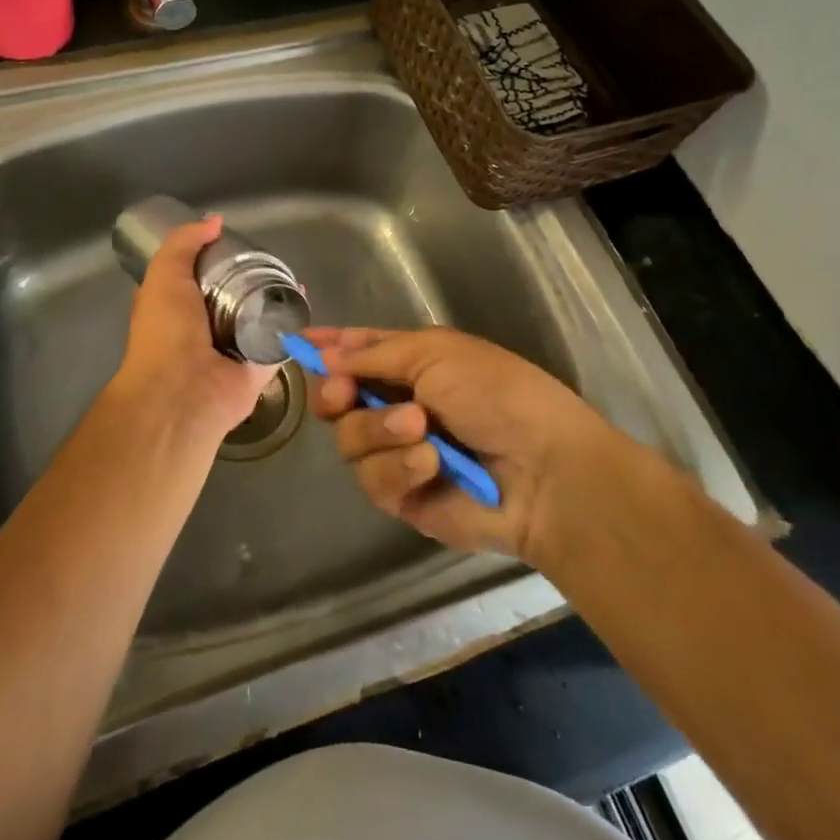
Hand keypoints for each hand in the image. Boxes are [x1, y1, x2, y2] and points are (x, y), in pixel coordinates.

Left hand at [110, 215, 277, 452]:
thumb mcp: (164, 275)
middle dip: (246, 278)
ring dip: (272, 298)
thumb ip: (184, 244)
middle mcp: (200, 330)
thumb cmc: (165, 333)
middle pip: (228, 297)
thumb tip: (215, 221)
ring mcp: (230, 350)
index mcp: (173, 310)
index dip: (207, 259)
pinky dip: (291, 322)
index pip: (191, 278)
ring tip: (290, 272)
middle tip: (268, 256)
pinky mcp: (257, 367)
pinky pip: (278, 340)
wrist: (182, 393)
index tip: (230, 241)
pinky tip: (302, 298)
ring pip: (255, 317)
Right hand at [306, 326, 636, 564]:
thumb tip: (326, 354)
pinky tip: (431, 465)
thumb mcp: (436, 353)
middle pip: (337, 400)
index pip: (358, 351)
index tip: (295, 343)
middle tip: (345, 394)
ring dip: (380, 431)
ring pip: (348, 440)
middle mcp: (399, 406)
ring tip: (421, 430)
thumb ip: (374, 353)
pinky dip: (399, 468)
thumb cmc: (498, 395)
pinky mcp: (402, 497)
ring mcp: (398, 453)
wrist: (544, 471)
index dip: (328, 347)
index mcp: (412, 364)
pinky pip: (372, 479)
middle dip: (337, 394)